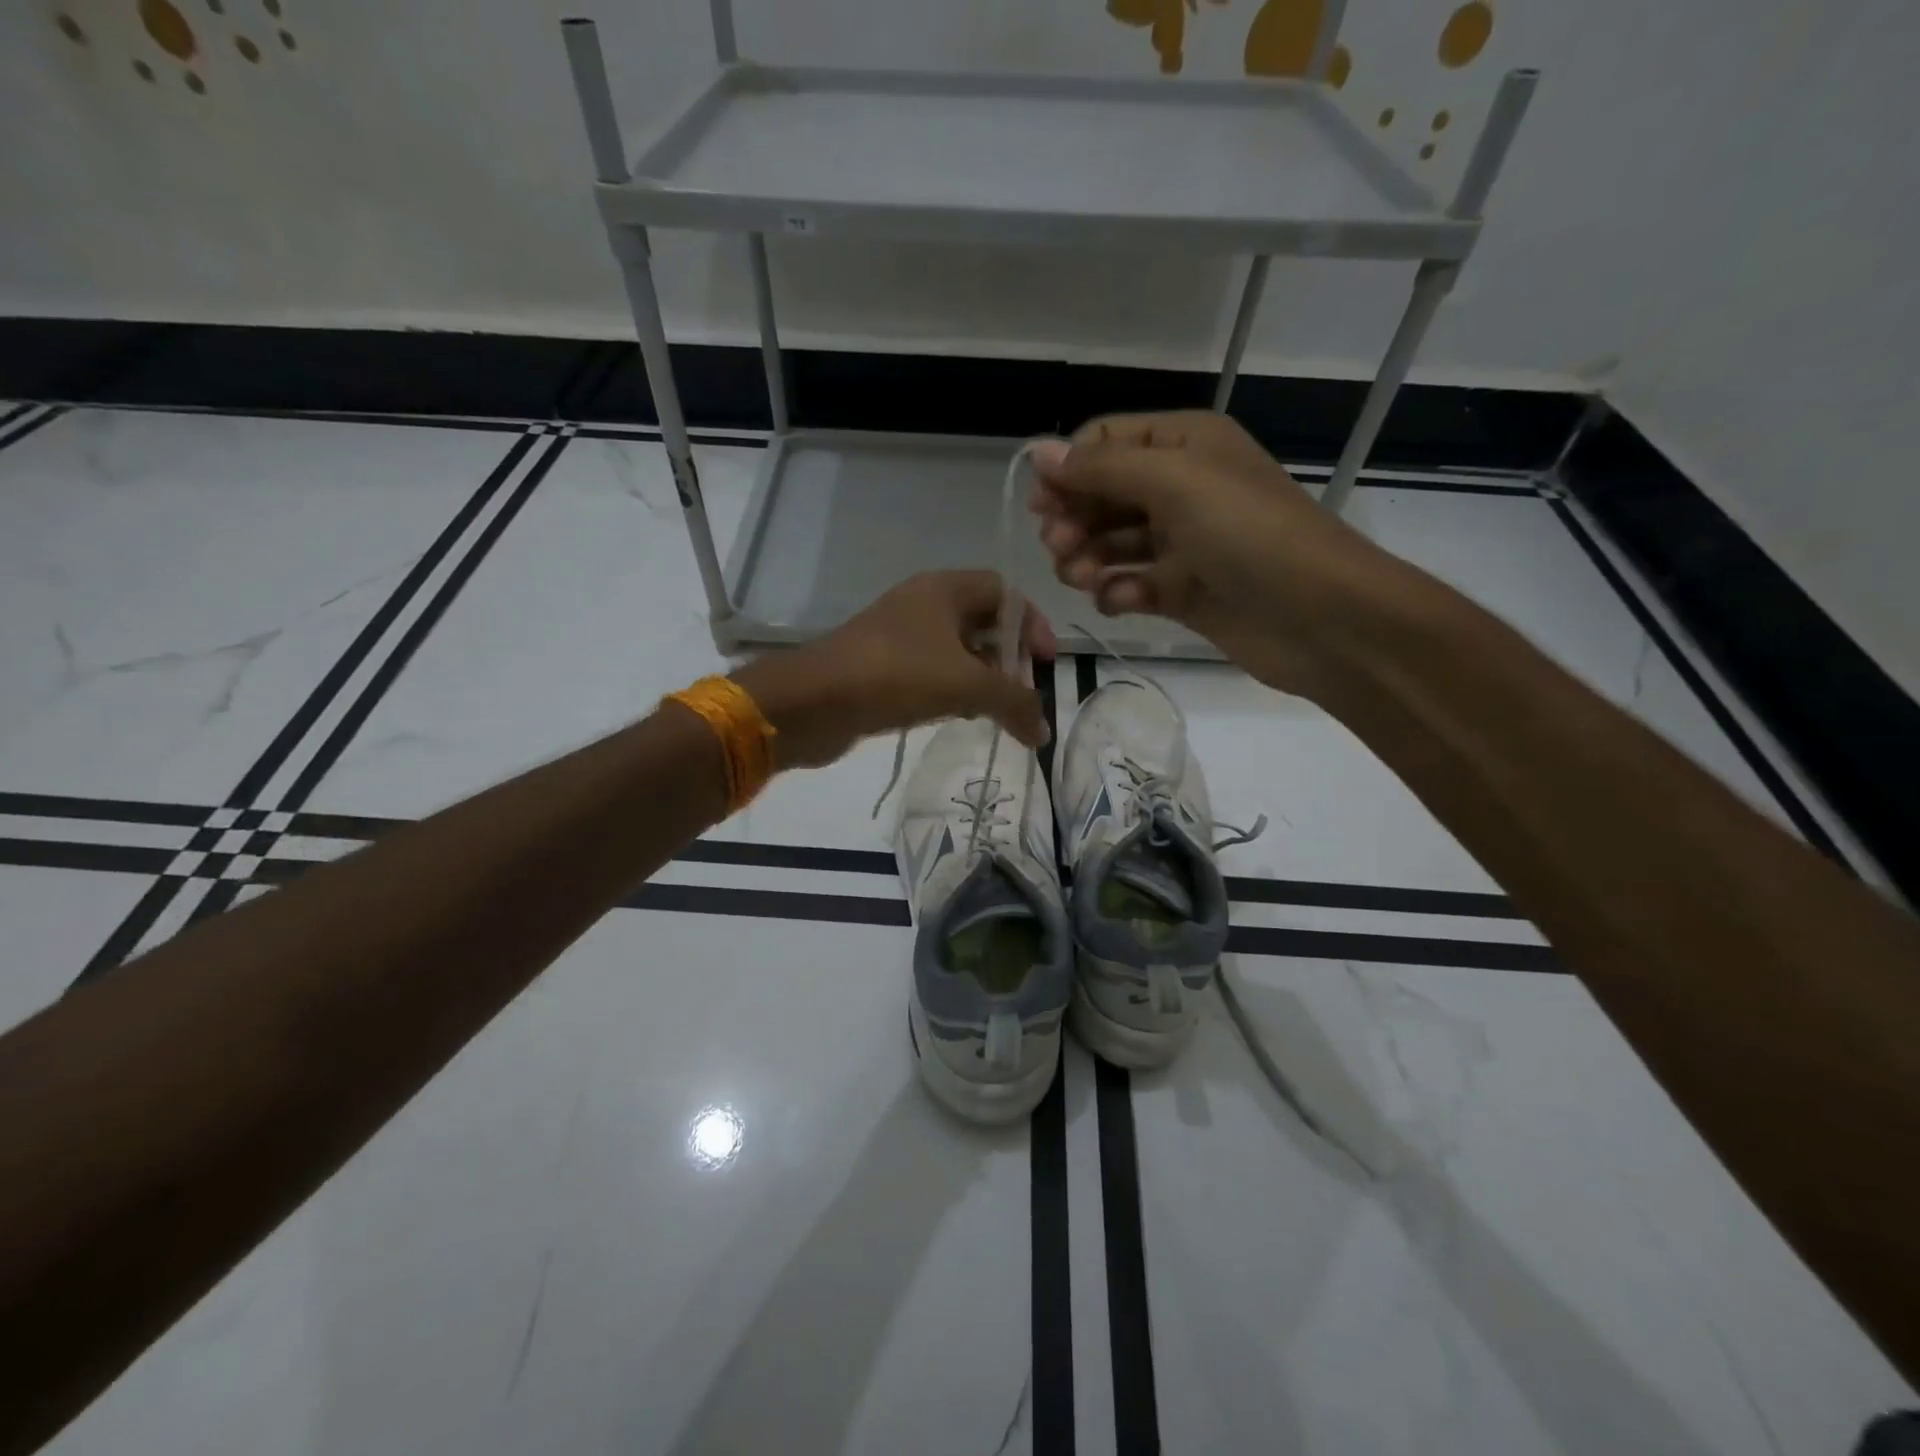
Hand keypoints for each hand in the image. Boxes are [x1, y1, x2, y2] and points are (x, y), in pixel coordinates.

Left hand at [733, 570, 1056, 769]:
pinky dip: (951, 691)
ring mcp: (899, 636)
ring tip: (995, 711)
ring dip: (981, 678)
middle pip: (982, 622)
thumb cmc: (896, 675)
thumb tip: (1044, 733)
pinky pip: (930, 672)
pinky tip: (958, 717)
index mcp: (944, 589)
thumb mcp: (966, 685)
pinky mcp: (882, 667)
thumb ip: (1014, 703)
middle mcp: (922, 604)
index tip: (1044, 662)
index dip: (1032, 623)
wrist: (812, 702)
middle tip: (1021, 694)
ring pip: (956, 651)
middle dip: (1007, 657)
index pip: (1004, 592)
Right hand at [1029, 411, 1391, 694]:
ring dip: (1088, 560)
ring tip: (1084, 579)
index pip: (1106, 442)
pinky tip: (1121, 602)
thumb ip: (1102, 468)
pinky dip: (1119, 593)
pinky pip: (1132, 585)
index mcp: (1183, 444)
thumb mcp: (1174, 482)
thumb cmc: (1248, 533)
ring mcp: (1182, 542)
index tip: (1042, 505)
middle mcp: (1180, 487)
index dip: (1068, 470)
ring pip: (1111, 544)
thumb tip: (1038, 452)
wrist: (1320, 617)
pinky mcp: (1183, 591)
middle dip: (1074, 520)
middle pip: (1102, 495)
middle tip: (1060, 549)